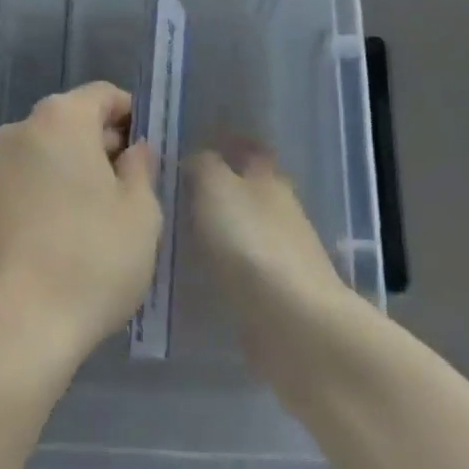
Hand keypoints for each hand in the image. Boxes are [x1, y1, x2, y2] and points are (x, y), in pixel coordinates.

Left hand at [0, 81, 160, 373]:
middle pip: (72, 121)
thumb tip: (134, 150)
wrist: (12, 327)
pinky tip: (67, 237)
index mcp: (60, 118)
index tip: (149, 153)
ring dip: (75, 171)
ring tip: (101, 218)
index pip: (104, 95)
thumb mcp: (140, 213)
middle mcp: (20, 130)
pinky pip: (26, 183)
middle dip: (103, 144)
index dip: (132, 116)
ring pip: (47, 153)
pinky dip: (49, 194)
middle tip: (133, 188)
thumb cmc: (90, 259)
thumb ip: (141, 169)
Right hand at [190, 145, 356, 395]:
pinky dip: (222, 267)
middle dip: (219, 189)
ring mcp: (281, 255)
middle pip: (248, 190)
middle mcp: (279, 210)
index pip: (250, 150)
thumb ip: (202, 165)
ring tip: (176, 233)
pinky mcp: (276, 295)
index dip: (227, 144)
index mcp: (268, 178)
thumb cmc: (251, 242)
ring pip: (244, 230)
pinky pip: (241, 269)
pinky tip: (195, 273)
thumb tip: (196, 158)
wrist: (292, 323)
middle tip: (175, 191)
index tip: (196, 145)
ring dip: (218, 230)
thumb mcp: (215, 187)